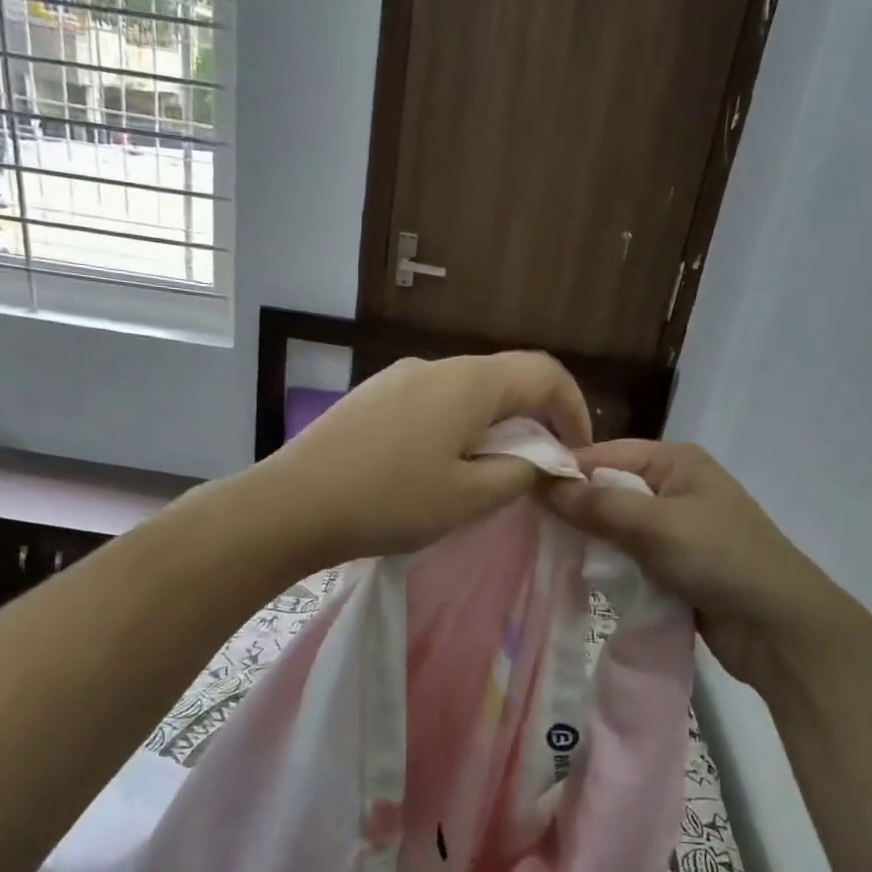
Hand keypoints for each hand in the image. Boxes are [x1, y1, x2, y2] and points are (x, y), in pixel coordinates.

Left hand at [256, 353, 592, 566]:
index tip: (578, 452)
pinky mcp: (372, 398)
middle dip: (534, 420)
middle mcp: (436, 366)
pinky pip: (433, 403)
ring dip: (493, 426)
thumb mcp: (470, 497)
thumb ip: (520, 472)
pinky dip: (457, 427)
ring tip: (490, 472)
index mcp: (469, 382)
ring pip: (467, 393)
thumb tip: (542, 459)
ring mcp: (398, 379)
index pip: (545, 374)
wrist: (293, 504)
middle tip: (539, 467)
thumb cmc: (390, 501)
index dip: (574, 409)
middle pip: (505, 380)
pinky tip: (441, 466)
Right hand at [542, 440, 847, 681]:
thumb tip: (538, 482)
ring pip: (615, 526)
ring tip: (543, 553)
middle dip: (571, 508)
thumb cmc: (720, 559)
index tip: (517, 492)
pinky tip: (577, 576)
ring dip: (587, 541)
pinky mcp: (674, 564)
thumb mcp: (654, 525)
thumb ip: (595, 504)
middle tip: (524, 528)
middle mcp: (674, 486)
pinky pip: (628, 556)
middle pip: (607, 489)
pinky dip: (607, 565)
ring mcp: (675, 528)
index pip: (603, 454)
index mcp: (675, 460)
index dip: (562, 471)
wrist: (780, 628)